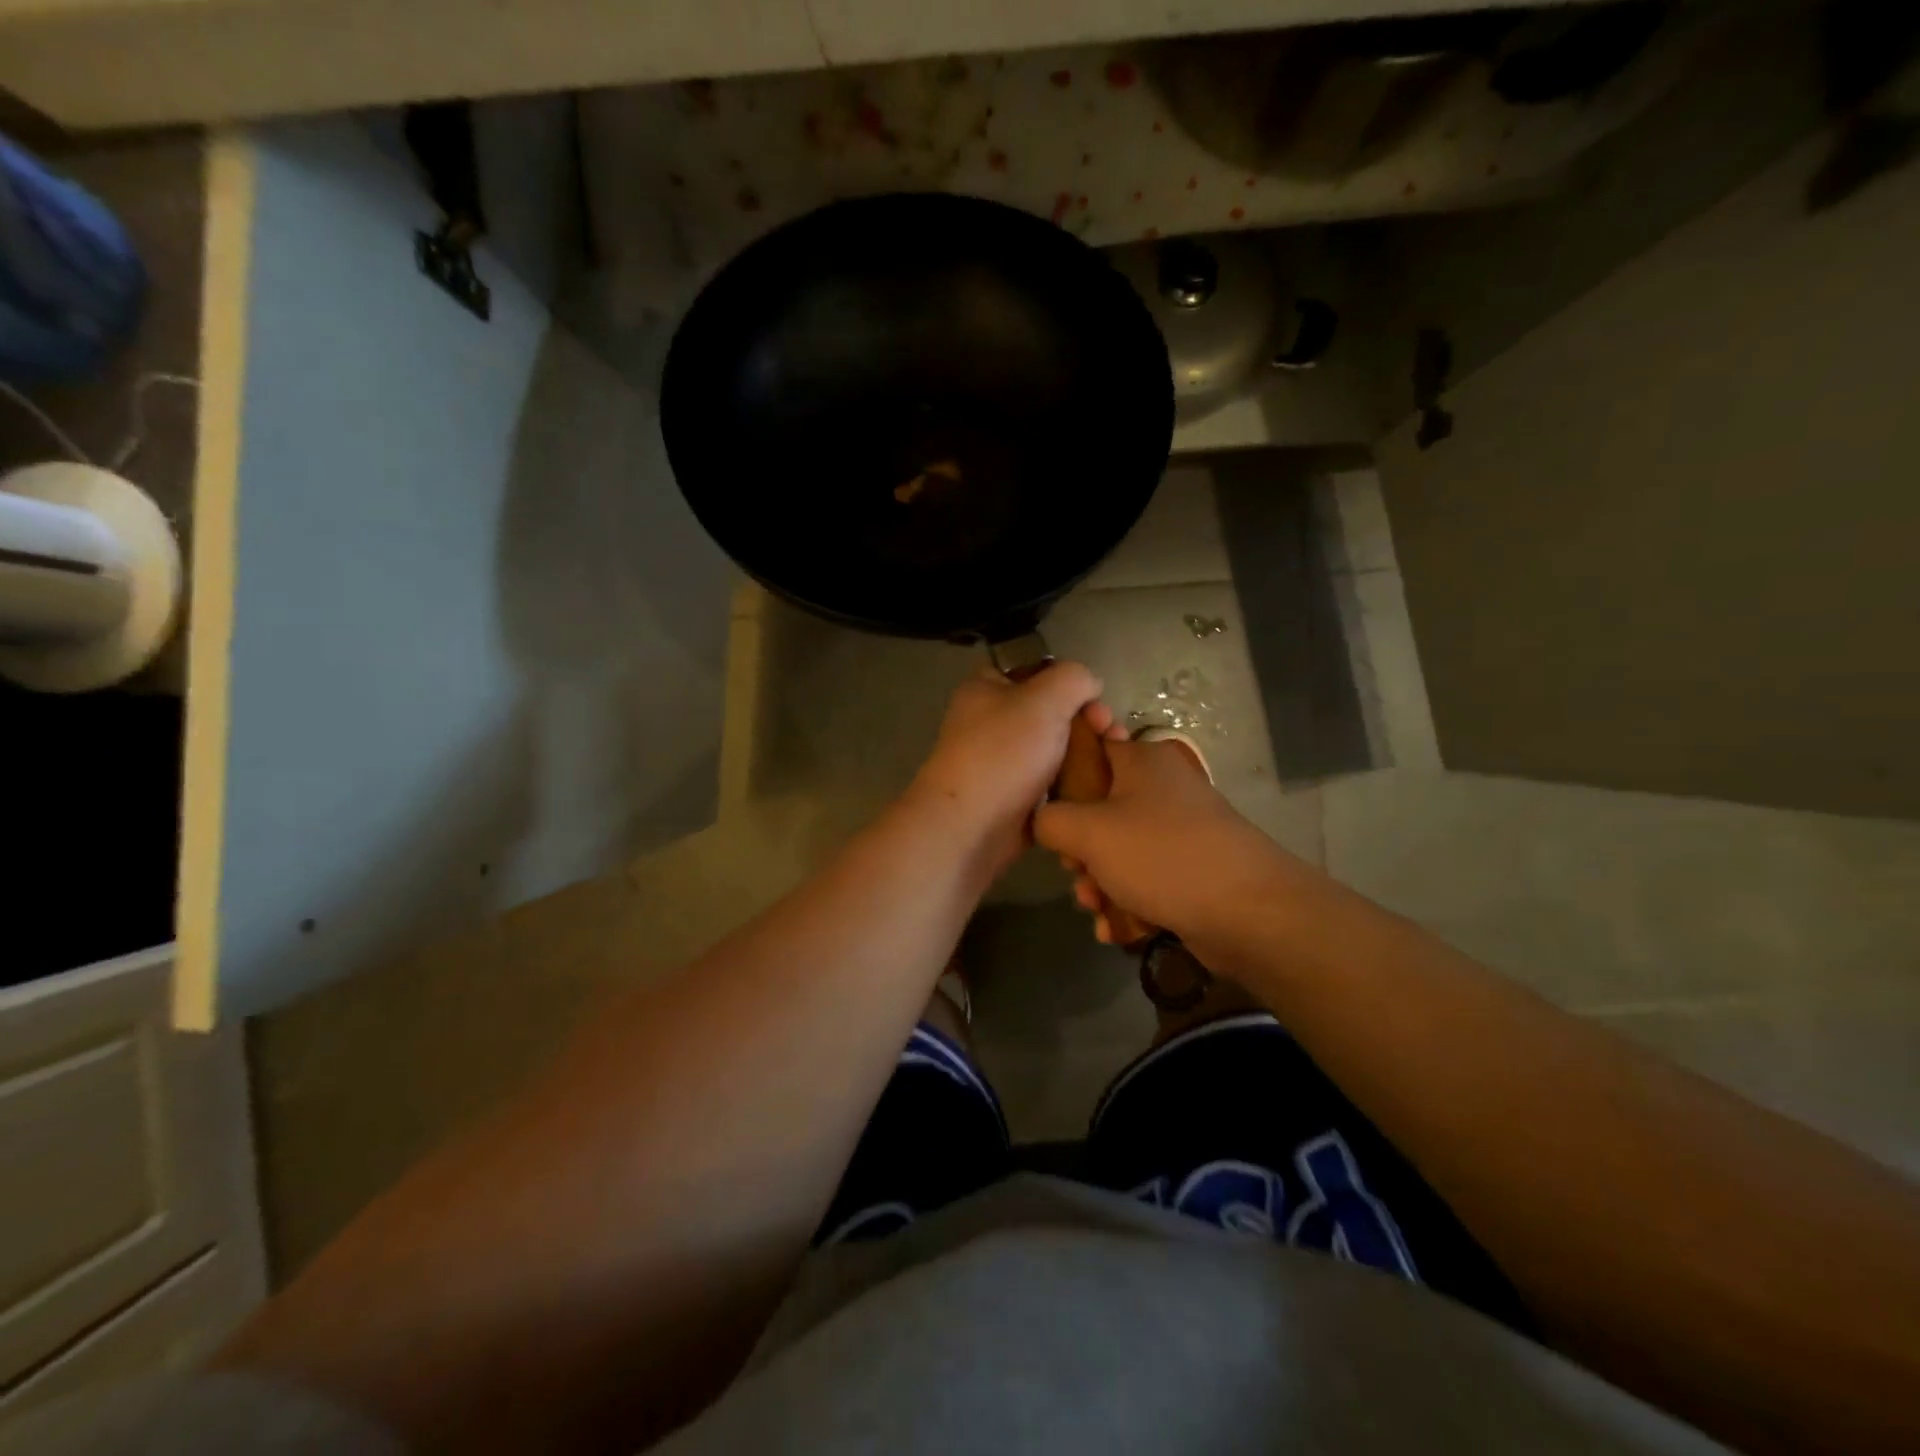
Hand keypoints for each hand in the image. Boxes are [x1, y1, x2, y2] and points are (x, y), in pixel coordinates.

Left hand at [904, 662, 1106, 877]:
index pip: (1034, 668)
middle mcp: (992, 721)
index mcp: (986, 688)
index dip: (1068, 677)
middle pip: (1051, 710)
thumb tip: (1090, 684)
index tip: (1095, 696)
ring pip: (1055, 747)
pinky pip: (1053, 781)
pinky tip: (1100, 785)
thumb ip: (1073, 678)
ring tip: (1114, 760)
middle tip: (1110, 732)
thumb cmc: (1003, 753)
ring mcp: (1003, 761)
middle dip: (1086, 718)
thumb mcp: (1044, 698)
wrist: (971, 828)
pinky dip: (1076, 782)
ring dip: (1086, 752)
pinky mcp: (1016, 796)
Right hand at [1034, 734, 1299, 946]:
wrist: (1249, 912)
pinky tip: (1115, 928)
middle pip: (1100, 809)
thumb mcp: (1089, 832)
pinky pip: (1145, 877)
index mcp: (1142, 761)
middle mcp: (1163, 789)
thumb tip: (1042, 822)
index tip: (1049, 813)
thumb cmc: (1162, 856)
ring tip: (1096, 908)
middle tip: (1076, 872)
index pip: (1090, 749)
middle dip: (1080, 850)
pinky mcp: (1191, 868)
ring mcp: (1180, 830)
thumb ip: (1050, 820)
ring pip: (1120, 849)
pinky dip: (1127, 900)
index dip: (1061, 779)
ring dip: (1099, 881)